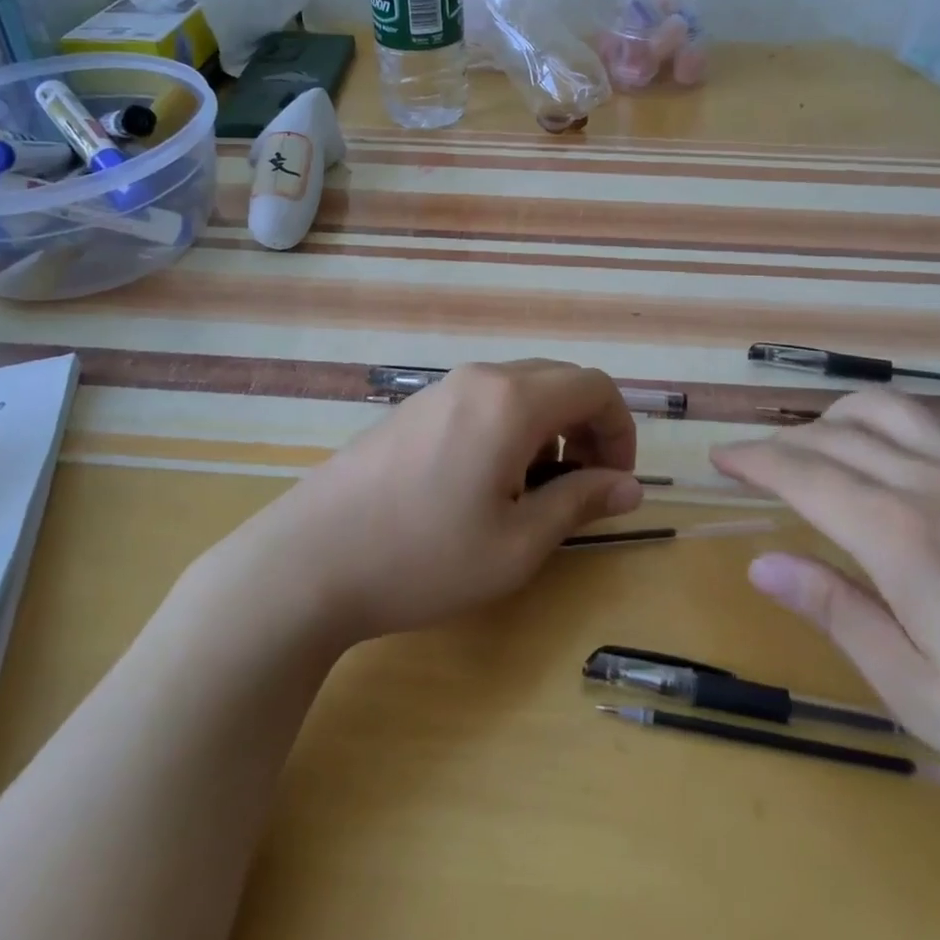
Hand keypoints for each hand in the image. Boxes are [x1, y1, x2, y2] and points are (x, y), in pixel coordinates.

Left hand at [248, 361, 643, 643]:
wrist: (309, 561)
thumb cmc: (423, 558)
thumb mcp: (516, 544)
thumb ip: (580, 502)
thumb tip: (631, 487)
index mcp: (512, 401)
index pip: (595, 387)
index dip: (620, 430)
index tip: (615, 482)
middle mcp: (480, 378)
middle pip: (560, 380)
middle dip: (588, 426)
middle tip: (583, 487)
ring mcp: (441, 387)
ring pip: (521, 388)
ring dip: (549, 428)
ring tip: (533, 491)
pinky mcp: (414, 406)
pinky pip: (484, 399)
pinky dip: (511, 426)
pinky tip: (485, 481)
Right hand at [711, 386, 939, 841]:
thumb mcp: (924, 695)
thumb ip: (837, 614)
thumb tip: (763, 564)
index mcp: (902, 538)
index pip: (802, 473)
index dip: (752, 459)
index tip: (718, 460)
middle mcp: (934, 484)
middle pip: (834, 435)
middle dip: (782, 441)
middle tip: (754, 463)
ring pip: (886, 408)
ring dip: (834, 417)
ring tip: (815, 445)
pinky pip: (936, 420)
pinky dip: (890, 418)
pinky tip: (891, 449)